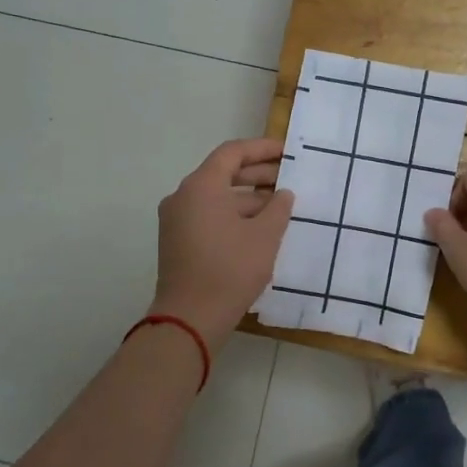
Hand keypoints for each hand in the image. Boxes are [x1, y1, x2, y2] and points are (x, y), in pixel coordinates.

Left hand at [151, 138, 294, 340]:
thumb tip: (282, 194)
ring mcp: (177, 220)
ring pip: (217, 197)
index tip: (287, 152)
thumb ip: (278, 208)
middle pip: (223, 173)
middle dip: (258, 174)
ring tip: (281, 206)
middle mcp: (184, 197)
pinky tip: (261, 228)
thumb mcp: (264, 236)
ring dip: (249, 198)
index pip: (232, 153)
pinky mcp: (179, 241)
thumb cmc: (230, 269)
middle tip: (289, 178)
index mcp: (201, 186)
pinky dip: (234, 215)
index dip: (262, 149)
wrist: (191, 318)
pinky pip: (209, 216)